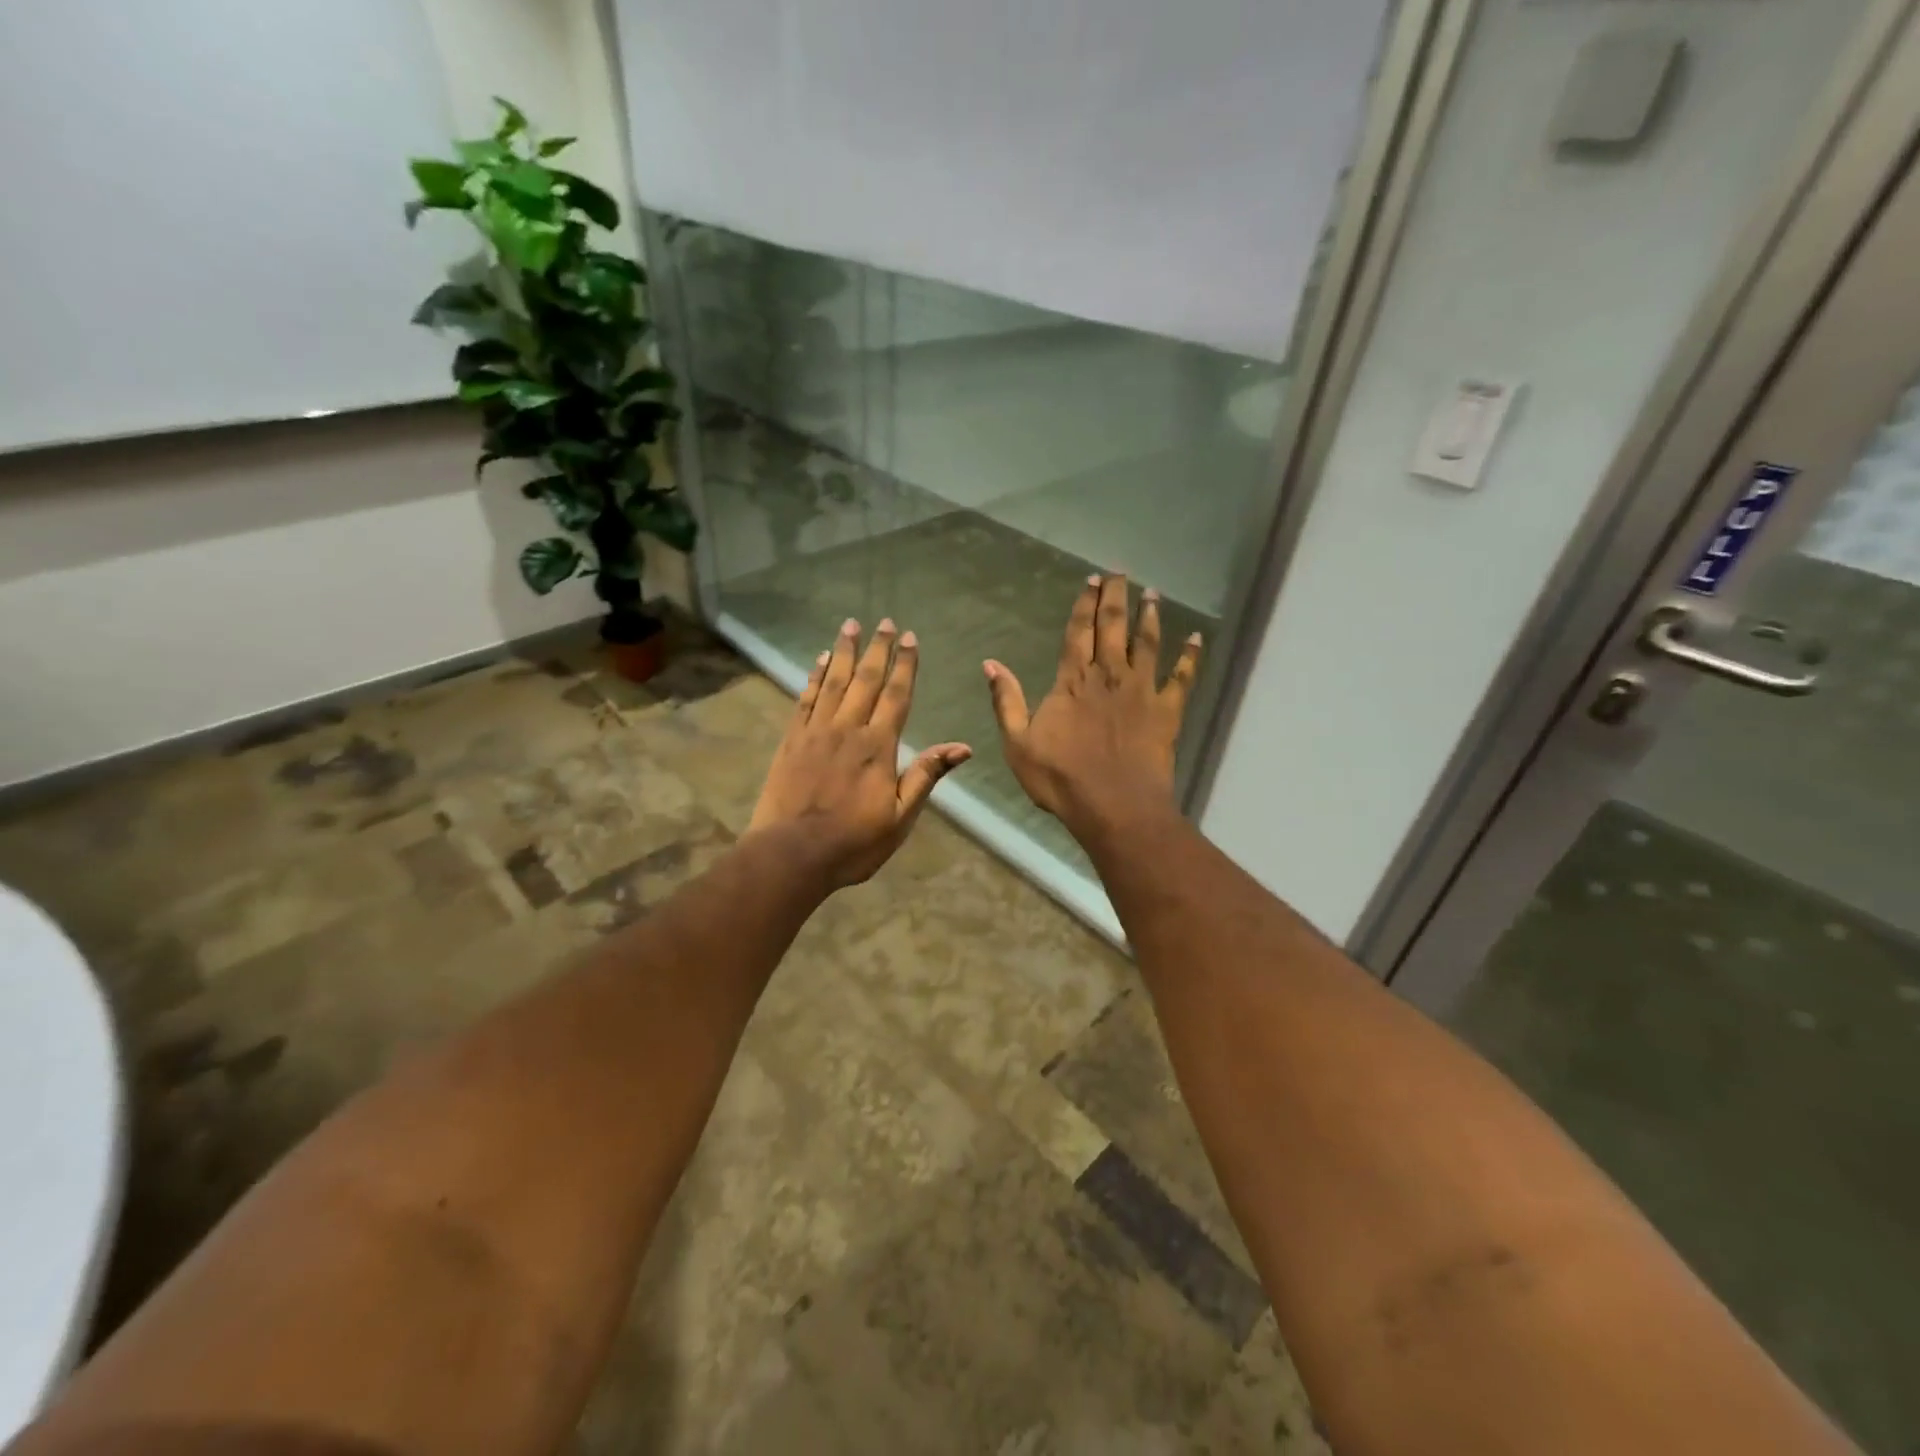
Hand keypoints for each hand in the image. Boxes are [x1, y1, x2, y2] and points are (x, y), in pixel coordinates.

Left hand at [748, 617, 971, 888]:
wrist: (792, 854)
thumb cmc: (853, 843)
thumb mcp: (900, 817)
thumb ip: (926, 776)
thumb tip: (962, 747)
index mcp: (878, 747)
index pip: (896, 696)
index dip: (905, 665)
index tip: (910, 638)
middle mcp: (848, 729)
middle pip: (865, 680)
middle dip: (877, 650)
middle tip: (884, 621)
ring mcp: (816, 732)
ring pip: (833, 682)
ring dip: (843, 652)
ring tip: (850, 625)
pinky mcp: (791, 740)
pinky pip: (805, 699)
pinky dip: (814, 677)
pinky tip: (819, 660)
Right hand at [984, 574, 1200, 842]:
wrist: (1114, 806)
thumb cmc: (1061, 778)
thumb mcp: (1018, 743)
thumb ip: (1007, 701)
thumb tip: (991, 665)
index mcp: (1072, 682)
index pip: (1077, 633)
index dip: (1084, 605)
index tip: (1091, 581)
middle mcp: (1108, 676)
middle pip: (1113, 628)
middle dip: (1115, 598)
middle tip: (1120, 574)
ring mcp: (1141, 691)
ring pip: (1147, 644)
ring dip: (1150, 617)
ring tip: (1152, 594)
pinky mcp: (1167, 711)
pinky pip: (1182, 678)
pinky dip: (1190, 657)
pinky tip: (1196, 638)